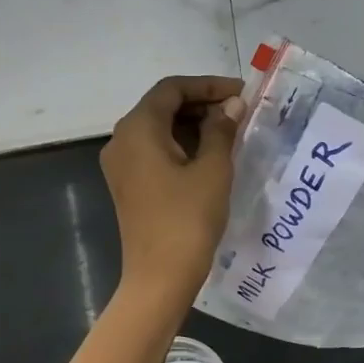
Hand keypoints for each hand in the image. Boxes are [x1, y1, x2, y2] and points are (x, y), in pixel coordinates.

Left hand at [100, 75, 245, 305]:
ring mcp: (121, 163)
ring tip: (231, 130)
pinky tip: (211, 153)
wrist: (160, 277)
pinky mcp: (128, 183)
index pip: (172, 89)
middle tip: (240, 111)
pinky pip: (155, 149)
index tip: (241, 93)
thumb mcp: (213, 169)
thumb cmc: (188, 218)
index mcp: (138, 129)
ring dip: (194, 123)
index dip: (208, 85)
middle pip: (162, 105)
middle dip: (202, 102)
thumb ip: (222, 129)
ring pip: (159, 128)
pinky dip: (182, 143)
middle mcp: (122, 139)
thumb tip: (232, 104)